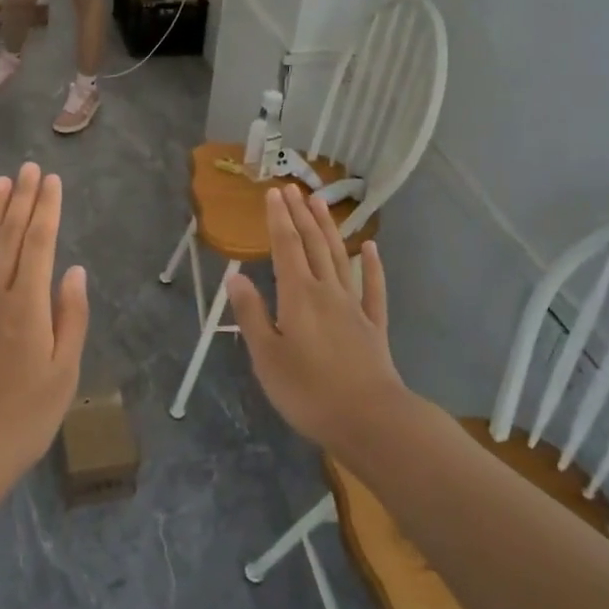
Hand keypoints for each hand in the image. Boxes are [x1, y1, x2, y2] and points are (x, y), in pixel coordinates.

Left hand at [0, 164, 88, 492]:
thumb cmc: (24, 418)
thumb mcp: (64, 373)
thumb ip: (70, 318)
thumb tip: (74, 271)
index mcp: (29, 307)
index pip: (40, 245)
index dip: (47, 210)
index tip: (51, 180)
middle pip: (10, 240)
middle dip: (22, 202)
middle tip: (28, 168)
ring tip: (0, 184)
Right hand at [226, 185, 403, 447]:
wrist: (370, 419)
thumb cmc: (309, 391)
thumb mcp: (267, 356)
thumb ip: (251, 313)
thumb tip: (235, 276)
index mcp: (298, 296)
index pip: (286, 247)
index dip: (279, 219)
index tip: (273, 193)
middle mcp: (327, 291)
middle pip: (313, 245)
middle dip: (301, 215)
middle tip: (293, 188)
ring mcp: (354, 306)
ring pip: (340, 258)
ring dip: (329, 228)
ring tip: (321, 202)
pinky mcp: (373, 325)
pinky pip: (373, 288)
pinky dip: (372, 265)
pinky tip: (370, 248)